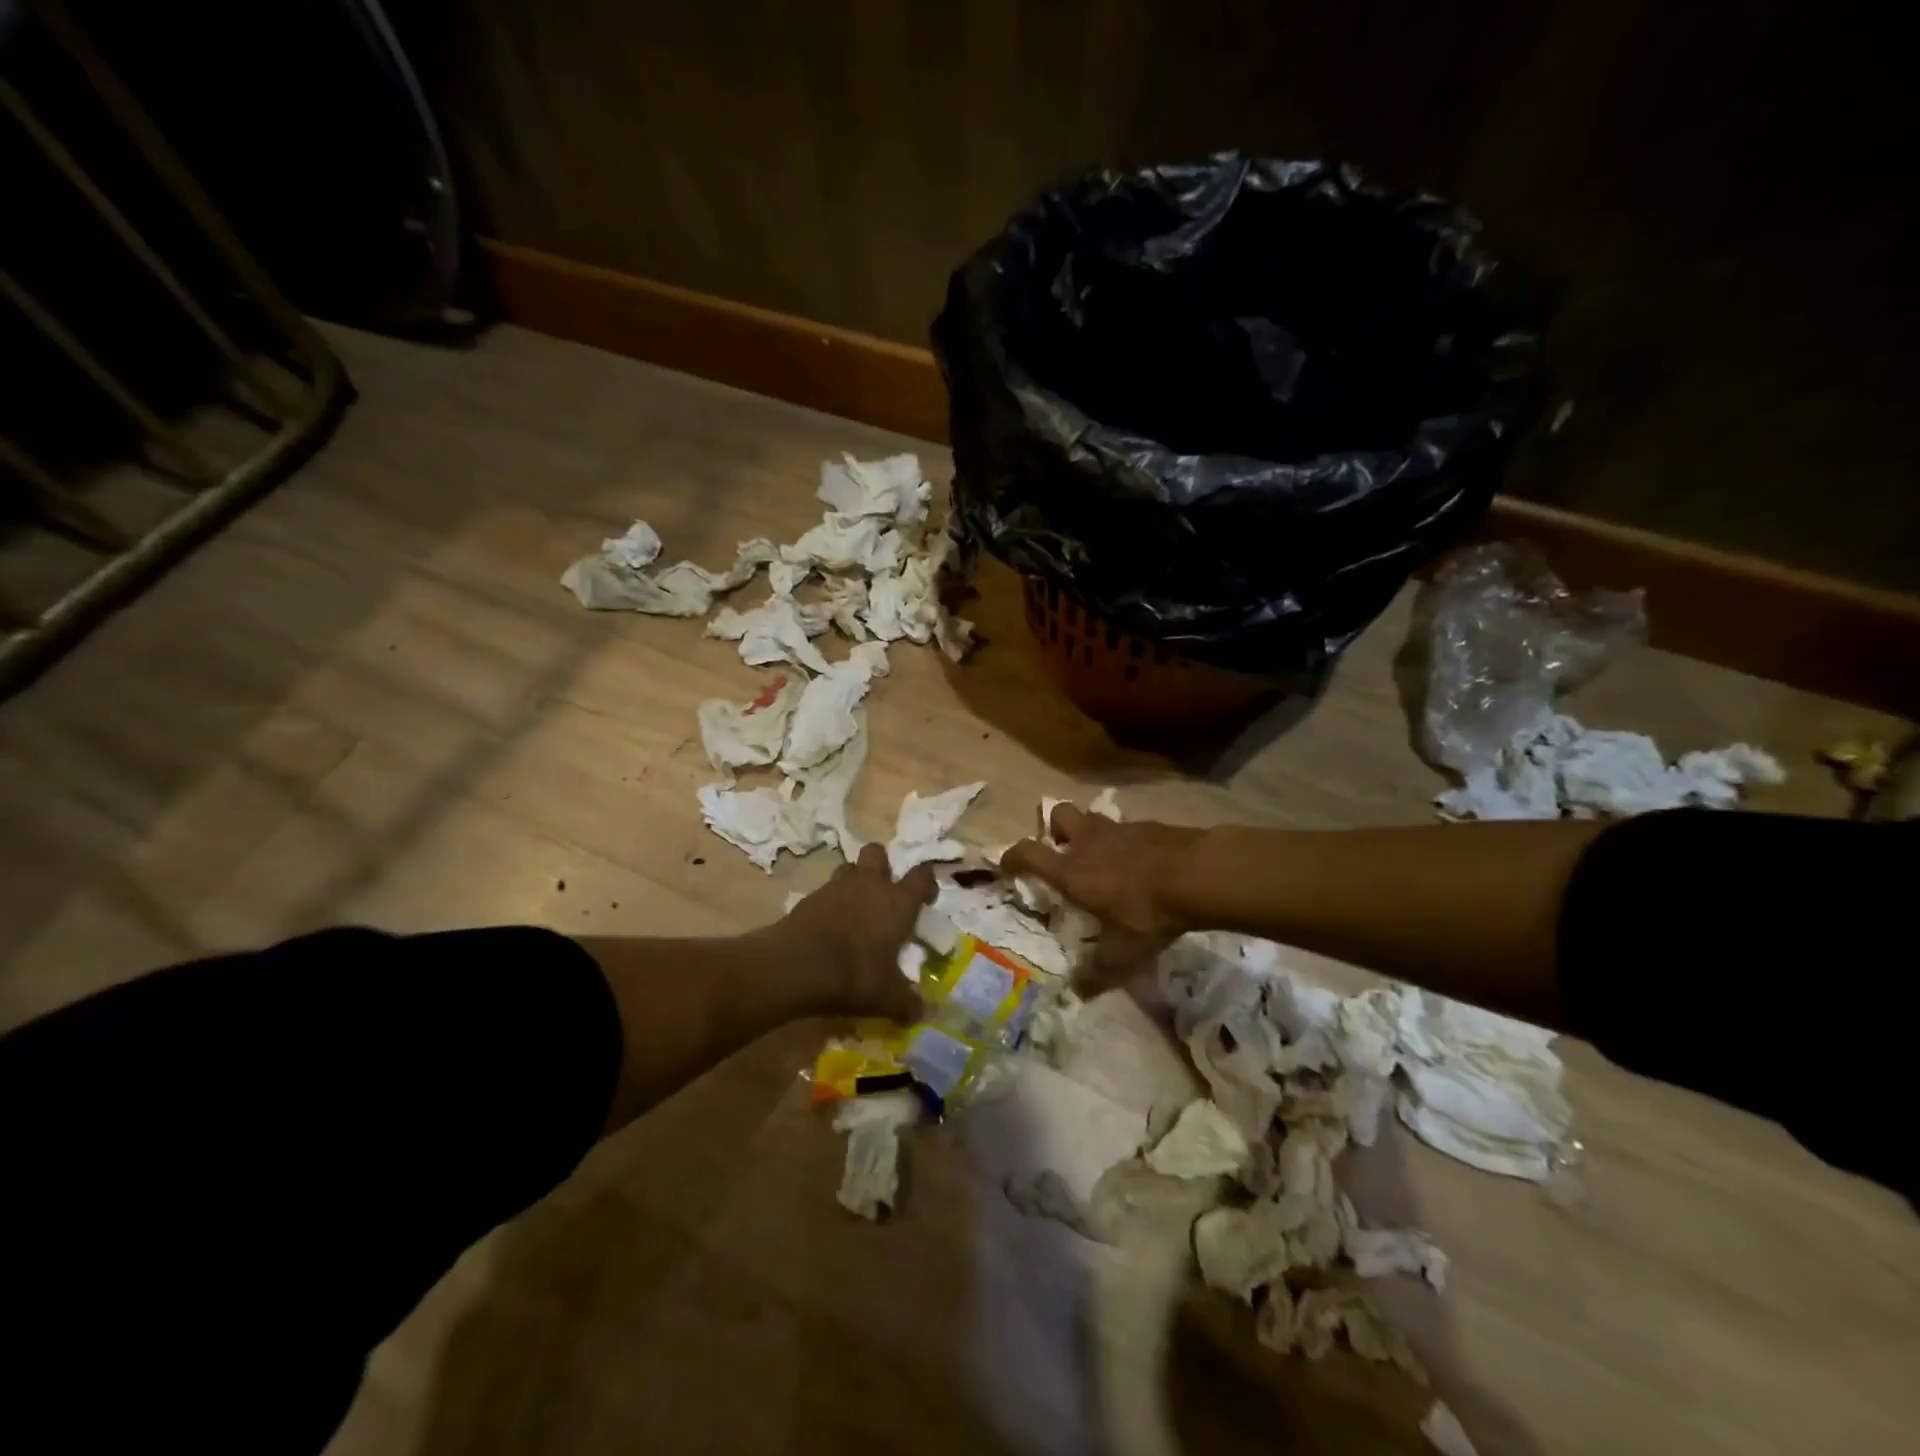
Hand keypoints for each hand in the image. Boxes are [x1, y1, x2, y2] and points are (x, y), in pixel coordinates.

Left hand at [772, 843, 932, 1022]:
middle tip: (884, 891)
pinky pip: (825, 891)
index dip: (927, 882)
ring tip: (855, 907)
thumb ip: (906, 1004)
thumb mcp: (886, 998)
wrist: (794, 967)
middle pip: (877, 852)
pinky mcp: (808, 898)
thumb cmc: (853, 975)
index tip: (926, 898)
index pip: (921, 876)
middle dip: (882, 865)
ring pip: (848, 867)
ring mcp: (835, 888)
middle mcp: (869, 885)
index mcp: (897, 902)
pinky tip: (829, 926)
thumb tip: (920, 1014)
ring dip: (854, 881)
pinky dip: (830, 903)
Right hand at [1002, 804, 1203, 991]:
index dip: (1012, 857)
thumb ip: (1098, 974)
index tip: (1008, 866)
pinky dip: (1124, 840)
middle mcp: (1088, 843)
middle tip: (1064, 852)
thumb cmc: (1148, 912)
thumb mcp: (1124, 954)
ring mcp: (1119, 829)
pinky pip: (1125, 827)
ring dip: (1089, 832)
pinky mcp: (1147, 825)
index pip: (1027, 853)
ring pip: (1092, 817)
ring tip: (1102, 857)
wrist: (1197, 874)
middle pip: (1058, 814)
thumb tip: (1078, 994)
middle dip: (1054, 829)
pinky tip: (1140, 862)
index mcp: (1072, 871)